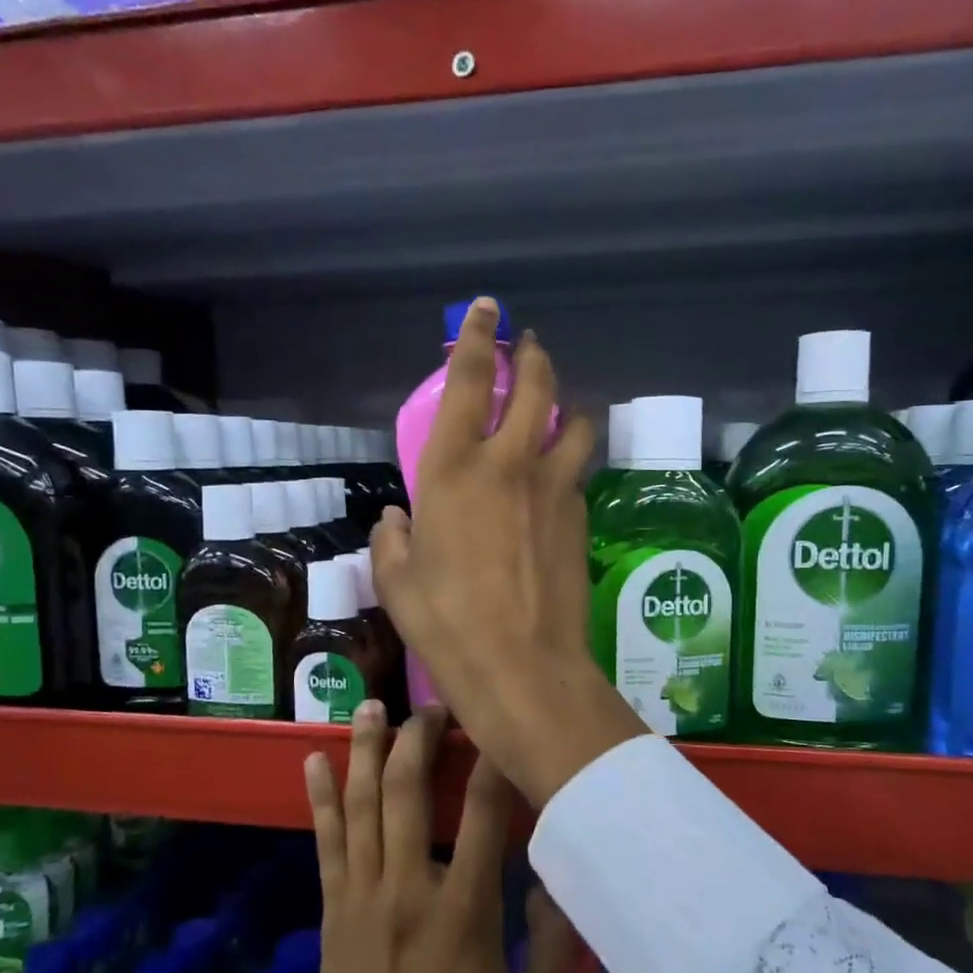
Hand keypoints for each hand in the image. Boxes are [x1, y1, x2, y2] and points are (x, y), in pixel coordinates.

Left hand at [250, 703, 579, 972]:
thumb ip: (556, 945)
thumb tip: (559, 880)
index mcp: (464, 912)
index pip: (487, 814)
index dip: (496, 761)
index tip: (501, 724)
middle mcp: (409, 889)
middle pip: (411, 791)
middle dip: (421, 737)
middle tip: (433, 704)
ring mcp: (363, 897)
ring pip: (362, 805)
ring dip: (366, 750)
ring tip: (372, 705)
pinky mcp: (333, 912)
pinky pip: (326, 842)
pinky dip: (319, 798)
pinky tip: (313, 760)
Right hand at [370, 297, 643, 807]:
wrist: (521, 664)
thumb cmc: (445, 622)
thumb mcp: (398, 581)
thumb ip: (393, 540)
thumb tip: (398, 520)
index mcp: (453, 469)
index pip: (470, 382)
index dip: (479, 337)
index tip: (488, 308)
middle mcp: (508, 463)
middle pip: (535, 386)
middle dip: (533, 356)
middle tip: (530, 345)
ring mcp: (553, 488)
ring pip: (573, 422)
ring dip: (566, 404)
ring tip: (558, 408)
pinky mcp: (580, 516)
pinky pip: (577, 473)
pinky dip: (568, 463)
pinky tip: (558, 481)